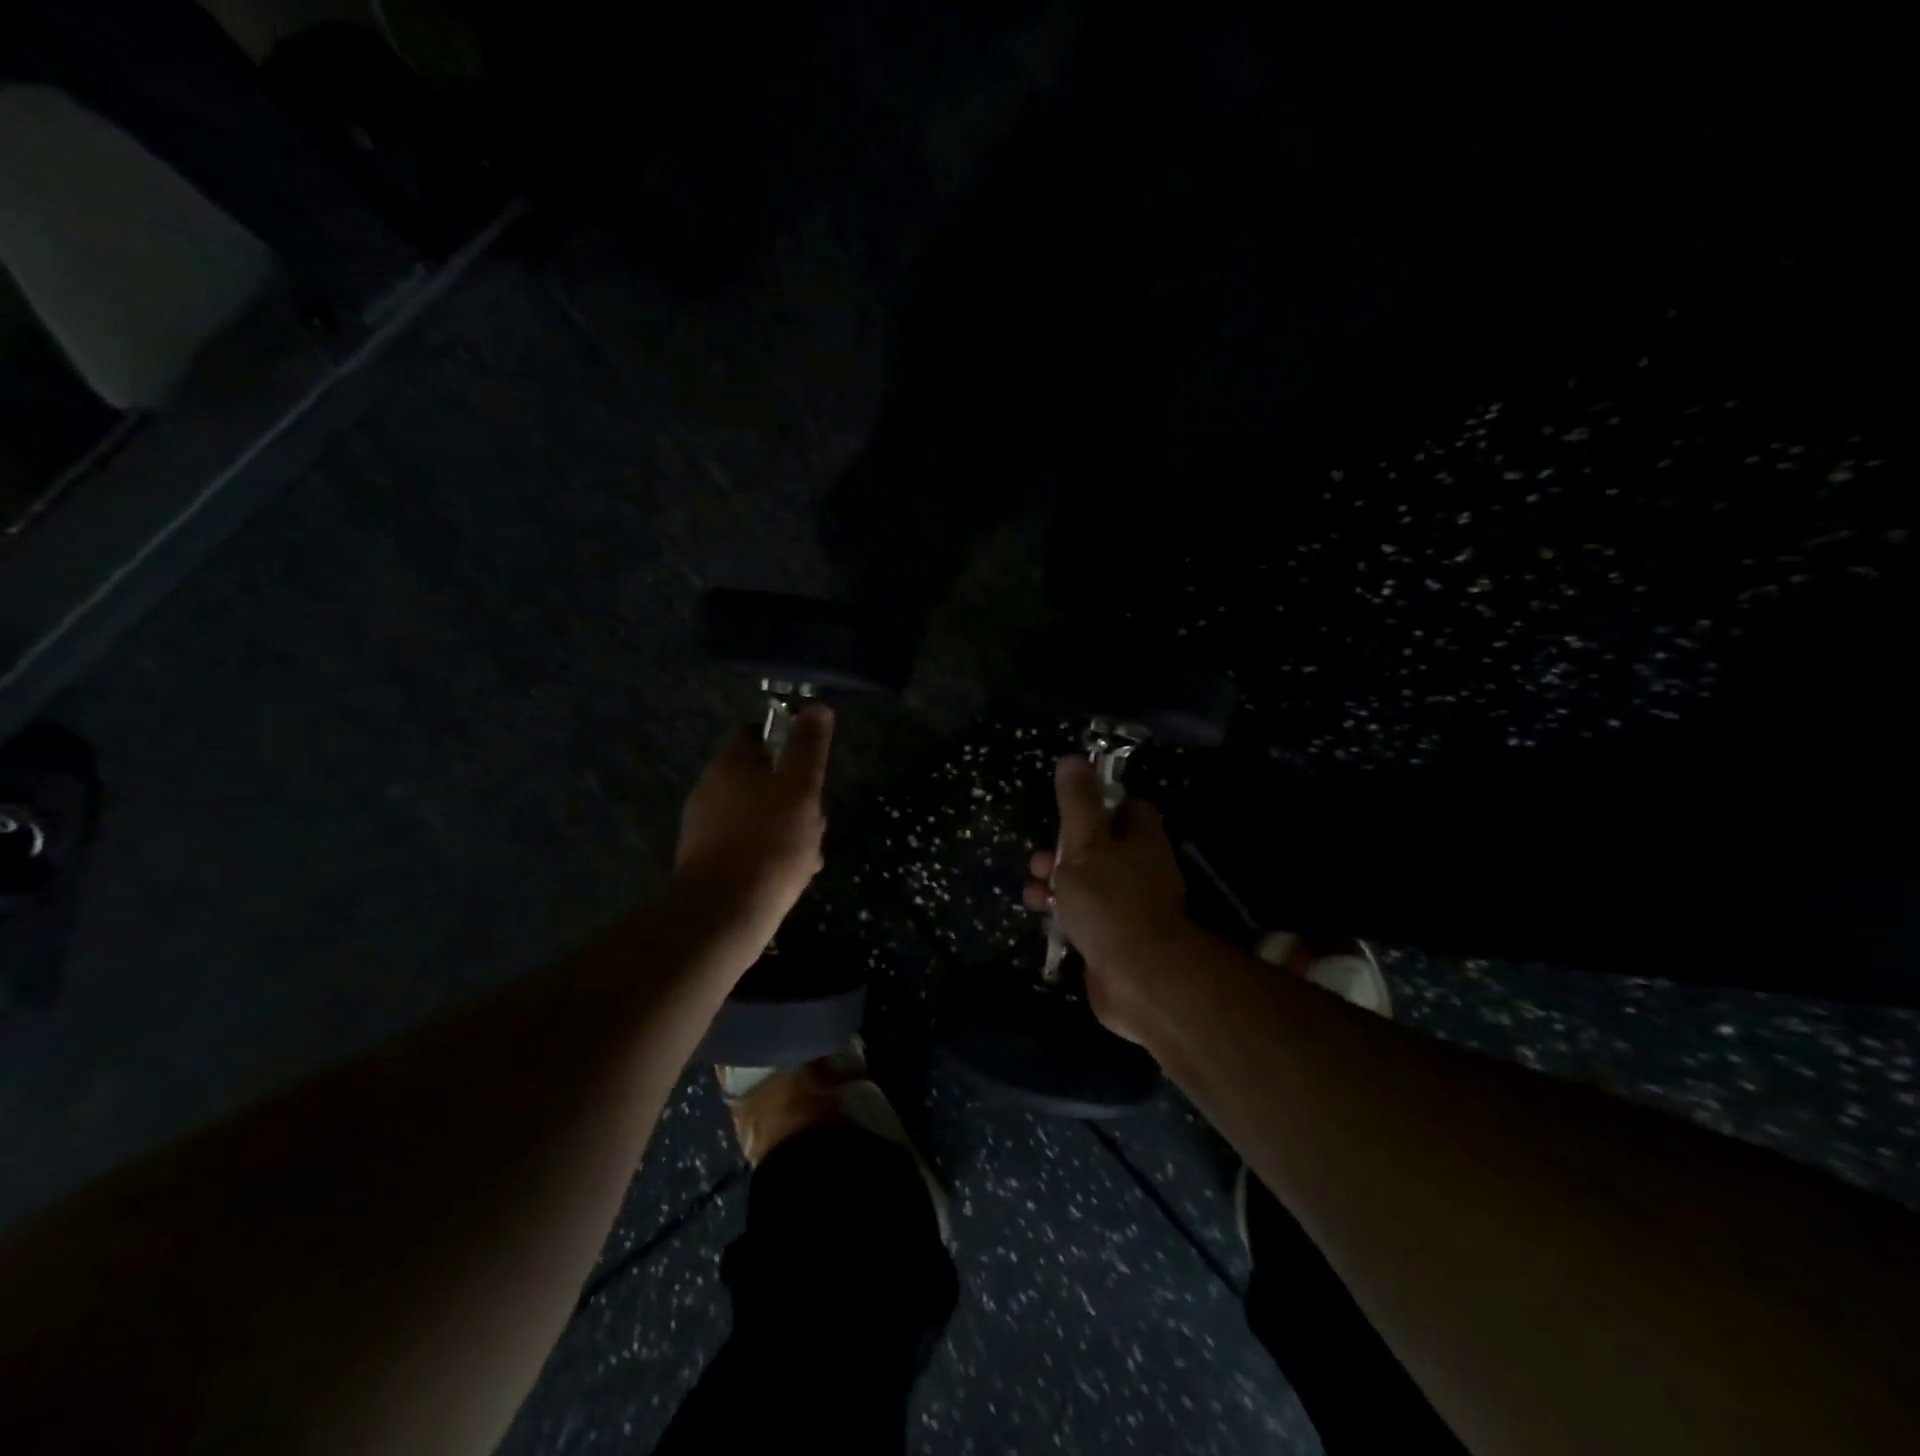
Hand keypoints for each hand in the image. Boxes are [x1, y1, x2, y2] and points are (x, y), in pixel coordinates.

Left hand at [675, 704, 832, 949]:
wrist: (724, 914)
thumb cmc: (769, 842)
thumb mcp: (801, 788)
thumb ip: (809, 747)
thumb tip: (816, 705)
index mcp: (729, 765)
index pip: (754, 733)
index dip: (784, 740)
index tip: (809, 762)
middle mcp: (710, 790)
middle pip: (759, 778)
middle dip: (792, 794)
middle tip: (817, 816)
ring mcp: (705, 828)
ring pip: (757, 815)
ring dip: (787, 827)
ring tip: (811, 853)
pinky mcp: (707, 862)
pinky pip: (747, 845)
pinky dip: (770, 853)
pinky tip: (792, 876)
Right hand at [1023, 755, 1192, 1041]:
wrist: (1138, 977)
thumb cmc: (1110, 900)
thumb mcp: (1085, 844)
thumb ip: (1077, 803)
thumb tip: (1073, 759)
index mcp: (1141, 839)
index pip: (1125, 808)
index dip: (1096, 805)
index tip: (1066, 811)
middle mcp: (1140, 869)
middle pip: (1098, 847)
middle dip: (1062, 851)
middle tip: (1040, 859)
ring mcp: (1128, 907)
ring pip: (1086, 884)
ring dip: (1055, 884)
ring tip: (1033, 891)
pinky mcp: (1114, 939)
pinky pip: (1084, 917)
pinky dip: (1062, 915)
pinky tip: (1041, 917)